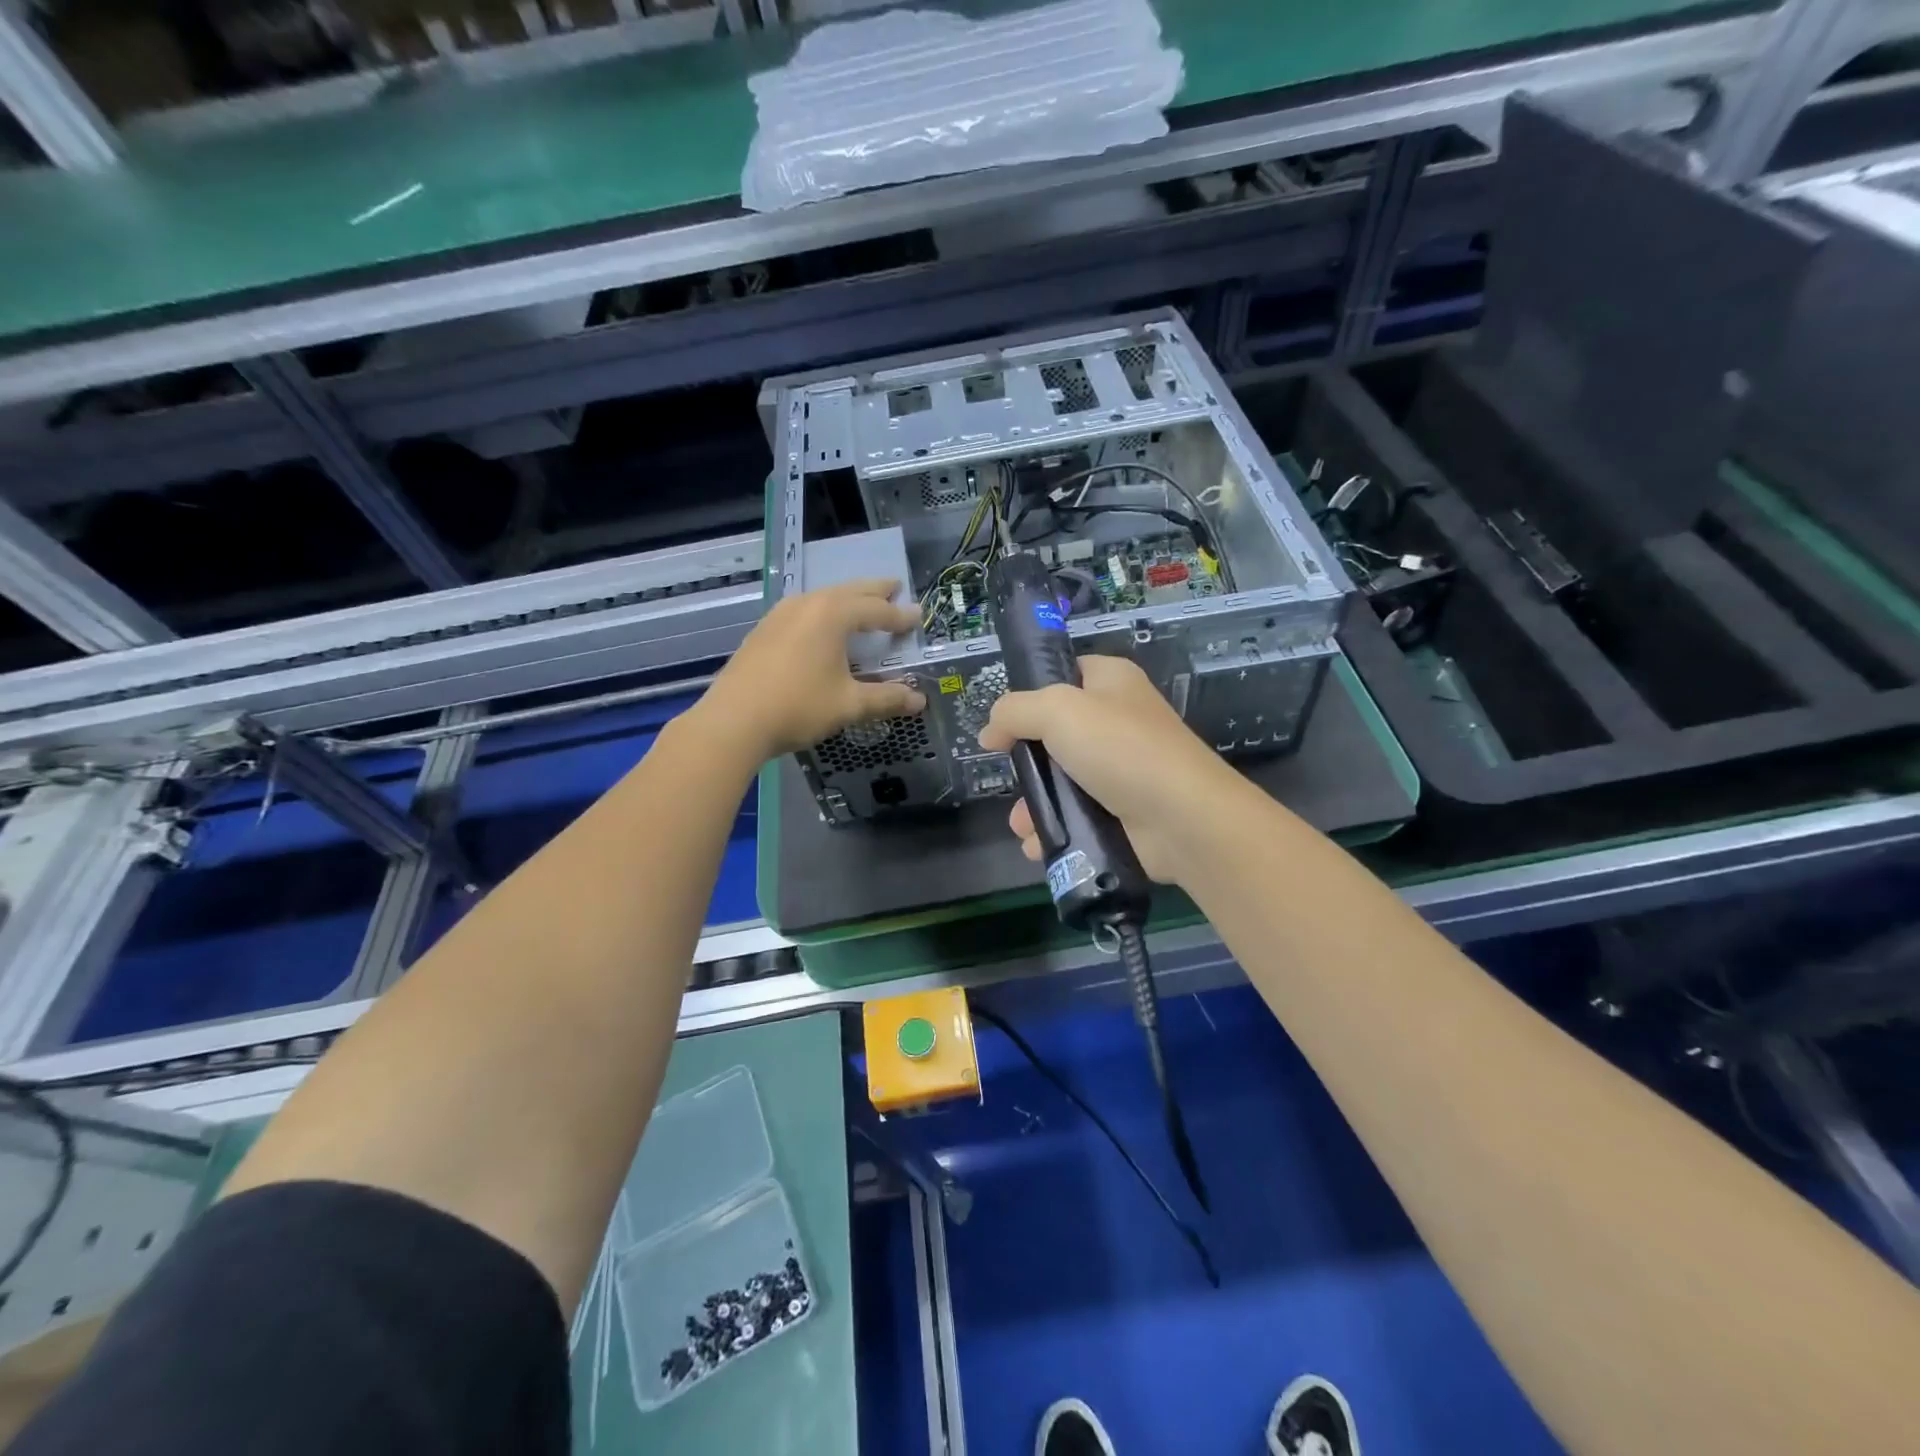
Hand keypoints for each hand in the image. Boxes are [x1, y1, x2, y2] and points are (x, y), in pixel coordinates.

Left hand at [694, 579, 926, 763]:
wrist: (734, 721)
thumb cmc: (798, 707)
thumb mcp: (848, 704)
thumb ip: (886, 698)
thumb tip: (919, 700)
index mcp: (832, 614)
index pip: (876, 610)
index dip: (899, 615)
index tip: (918, 616)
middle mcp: (807, 604)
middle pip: (848, 592)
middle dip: (874, 591)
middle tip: (895, 586)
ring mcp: (780, 615)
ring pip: (822, 597)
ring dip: (846, 598)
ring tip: (861, 603)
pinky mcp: (763, 630)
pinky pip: (803, 610)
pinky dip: (822, 611)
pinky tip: (820, 625)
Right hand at [976, 655, 1243, 884]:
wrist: (1180, 817)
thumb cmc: (1119, 748)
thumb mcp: (1056, 711)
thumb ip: (1014, 712)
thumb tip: (990, 732)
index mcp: (1111, 682)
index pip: (1064, 675)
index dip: (1030, 694)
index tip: (1004, 722)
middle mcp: (1117, 721)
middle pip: (1056, 735)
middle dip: (1027, 763)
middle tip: (1014, 777)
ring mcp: (1121, 769)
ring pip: (1062, 781)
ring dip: (1034, 804)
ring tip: (1023, 825)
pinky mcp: (1123, 811)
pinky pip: (1077, 816)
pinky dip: (1055, 830)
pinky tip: (1038, 844)